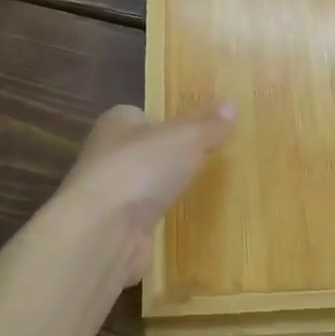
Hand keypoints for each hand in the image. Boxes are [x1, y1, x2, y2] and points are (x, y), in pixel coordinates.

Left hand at [58, 102, 236, 286]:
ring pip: (141, 186)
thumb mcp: (186, 138)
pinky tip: (178, 222)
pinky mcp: (112, 229)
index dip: (165, 121)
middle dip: (166, 157)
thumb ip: (208, 125)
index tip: (194, 131)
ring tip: (195, 191)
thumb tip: (231, 105)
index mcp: (117, 122)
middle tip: (202, 161)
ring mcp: (107, 195)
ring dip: (161, 190)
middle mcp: (106, 155)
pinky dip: (156, 220)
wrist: (103, 230)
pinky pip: (141, 218)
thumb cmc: (142, 167)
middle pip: (142, 151)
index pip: (140, 115)